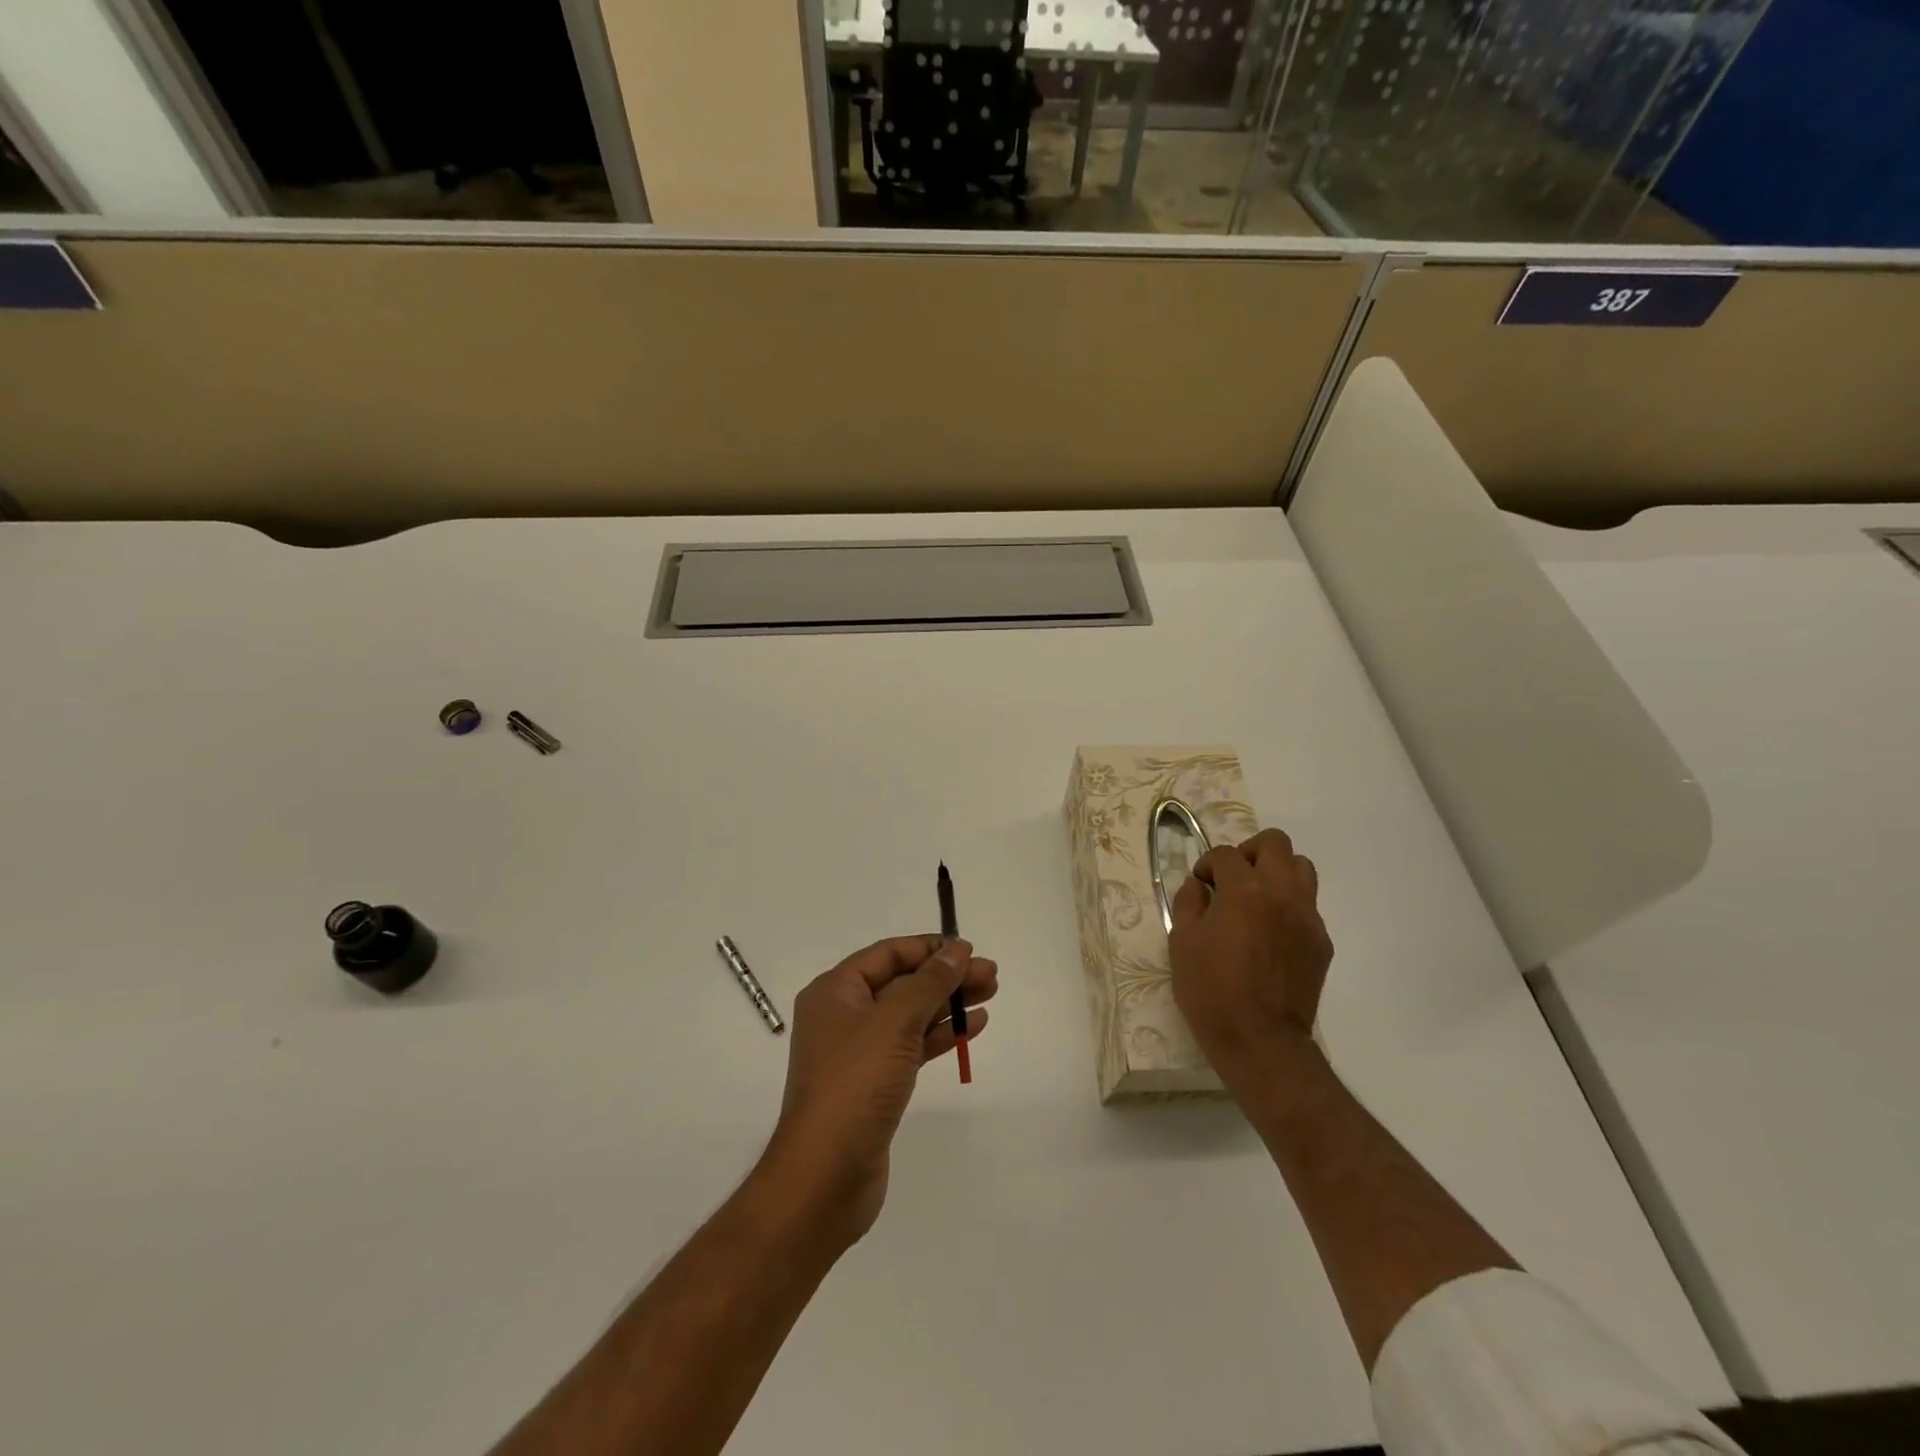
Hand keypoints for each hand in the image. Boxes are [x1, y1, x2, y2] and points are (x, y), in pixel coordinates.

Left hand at [762, 936, 996, 1249]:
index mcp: (835, 992)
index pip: (887, 954)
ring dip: (948, 1003)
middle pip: (902, 983)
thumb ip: (929, 982)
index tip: (969, 949)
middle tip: (991, 974)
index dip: (929, 948)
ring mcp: (859, 1052)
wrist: (826, 1176)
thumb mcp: (894, 1022)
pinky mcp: (875, 1084)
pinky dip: (940, 1035)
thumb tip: (956, 950)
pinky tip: (972, 1028)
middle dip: (946, 976)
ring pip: (910, 1015)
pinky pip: (912, 1046)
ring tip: (990, 994)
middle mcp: (844, 1016)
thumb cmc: (855, 1084)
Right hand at [1169, 829, 1331, 1076]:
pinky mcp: (1321, 941)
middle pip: (1275, 843)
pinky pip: (1308, 905)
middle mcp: (1281, 893)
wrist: (1259, 1040)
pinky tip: (1271, 932)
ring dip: (1277, 872)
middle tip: (1233, 878)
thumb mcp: (1181, 942)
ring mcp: (1307, 917)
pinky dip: (1289, 905)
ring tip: (1257, 897)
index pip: (1226, 854)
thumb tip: (1199, 886)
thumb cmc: (1211, 990)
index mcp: (1243, 890)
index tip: (1200, 885)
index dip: (1207, 865)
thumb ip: (1189, 903)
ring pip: (1301, 867)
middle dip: (1249, 852)